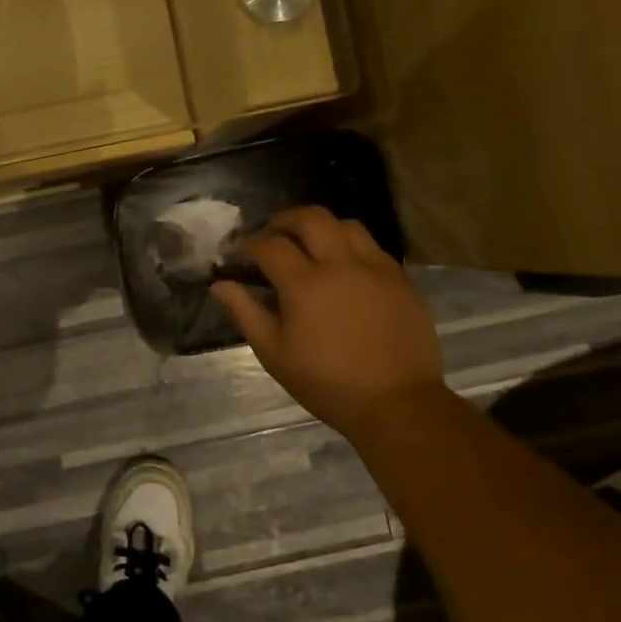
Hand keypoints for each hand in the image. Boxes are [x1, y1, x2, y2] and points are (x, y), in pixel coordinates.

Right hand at [212, 207, 444, 435]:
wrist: (398, 404)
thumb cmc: (327, 383)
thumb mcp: (275, 354)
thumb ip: (245, 313)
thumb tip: (219, 285)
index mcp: (305, 283)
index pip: (270, 244)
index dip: (248, 244)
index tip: (238, 254)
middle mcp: (342, 264)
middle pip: (311, 217)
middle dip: (284, 220)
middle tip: (271, 236)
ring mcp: (376, 269)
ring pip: (346, 224)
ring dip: (321, 228)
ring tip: (310, 246)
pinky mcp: (401, 280)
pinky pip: (372, 247)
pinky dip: (350, 247)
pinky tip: (343, 269)